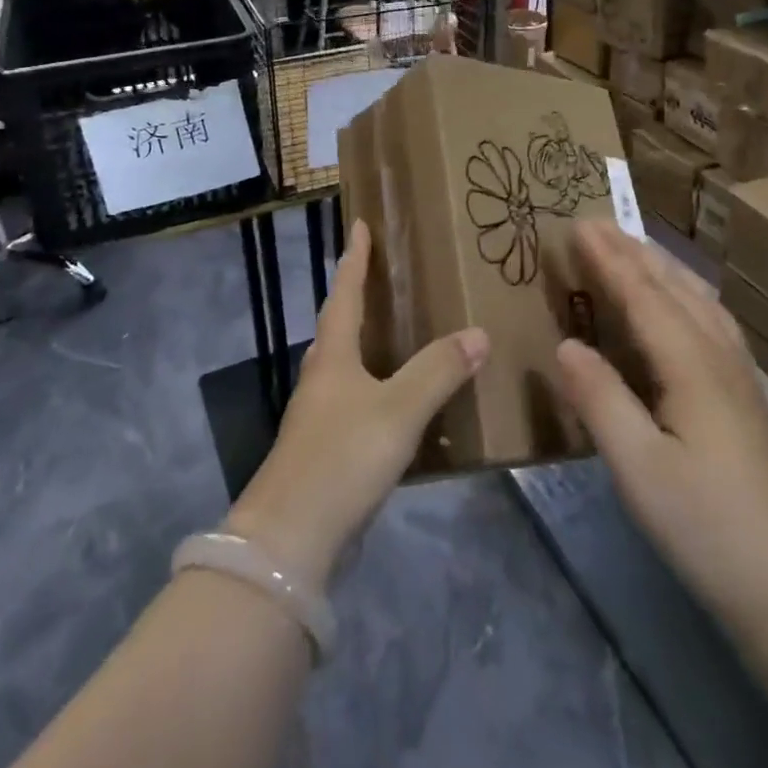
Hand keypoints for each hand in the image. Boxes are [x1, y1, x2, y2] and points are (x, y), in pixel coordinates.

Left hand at [226, 221, 487, 587]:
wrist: (289, 543)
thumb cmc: (341, 459)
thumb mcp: (399, 409)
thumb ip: (439, 370)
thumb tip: (479, 332)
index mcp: (333, 357)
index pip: (345, 294)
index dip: (354, 260)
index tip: (358, 225)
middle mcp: (321, 379)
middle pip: (339, 328)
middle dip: (357, 298)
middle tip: (385, 277)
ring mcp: (319, 418)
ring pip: (345, 366)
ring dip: (367, 344)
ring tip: (400, 334)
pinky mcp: (325, 453)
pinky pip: (355, 402)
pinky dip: (377, 388)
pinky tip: (399, 404)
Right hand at [555, 222, 767, 629]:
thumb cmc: (707, 525)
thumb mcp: (639, 469)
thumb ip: (601, 400)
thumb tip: (565, 343)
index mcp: (690, 363)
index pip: (643, 294)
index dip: (609, 258)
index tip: (578, 224)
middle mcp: (717, 353)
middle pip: (672, 285)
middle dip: (632, 250)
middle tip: (595, 222)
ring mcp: (736, 371)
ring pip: (696, 297)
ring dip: (659, 265)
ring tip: (630, 247)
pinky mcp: (742, 391)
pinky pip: (708, 316)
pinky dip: (683, 290)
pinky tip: (679, 301)